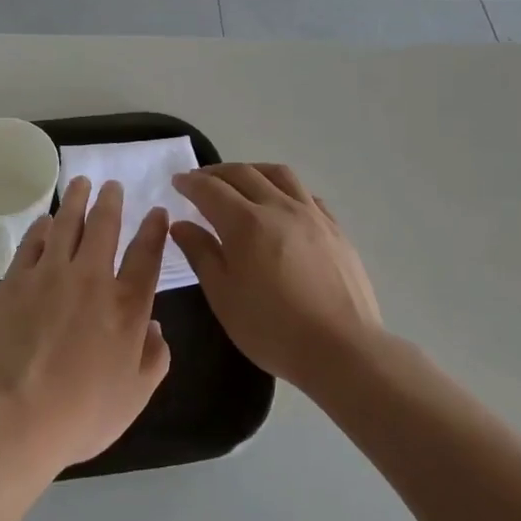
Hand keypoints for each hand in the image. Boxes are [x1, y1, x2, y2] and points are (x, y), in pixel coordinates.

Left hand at [0, 178, 172, 472]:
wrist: (15, 418)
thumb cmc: (82, 414)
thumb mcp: (135, 397)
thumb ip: (153, 358)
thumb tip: (156, 328)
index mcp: (126, 305)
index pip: (147, 255)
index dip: (155, 230)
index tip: (157, 211)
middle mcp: (91, 279)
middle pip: (104, 227)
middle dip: (111, 201)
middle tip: (112, 185)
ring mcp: (49, 275)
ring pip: (66, 224)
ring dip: (76, 200)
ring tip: (81, 183)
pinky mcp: (15, 281)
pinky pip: (32, 242)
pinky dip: (42, 226)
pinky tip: (45, 220)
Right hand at [170, 164, 381, 392]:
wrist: (342, 349)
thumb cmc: (272, 328)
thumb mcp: (223, 296)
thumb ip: (201, 254)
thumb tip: (180, 225)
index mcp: (246, 223)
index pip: (210, 189)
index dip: (191, 182)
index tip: (178, 181)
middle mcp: (278, 207)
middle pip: (243, 174)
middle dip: (216, 172)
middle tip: (201, 179)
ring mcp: (311, 215)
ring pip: (279, 174)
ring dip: (252, 170)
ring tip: (241, 180)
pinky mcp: (335, 228)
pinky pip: (305, 194)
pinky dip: (285, 188)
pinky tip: (282, 202)